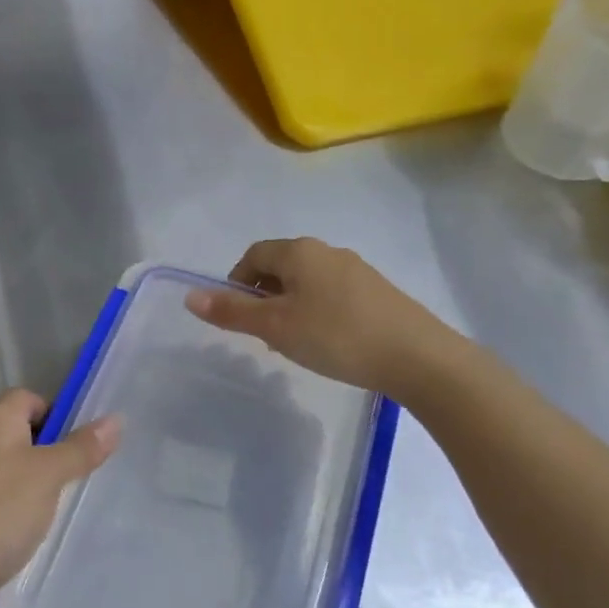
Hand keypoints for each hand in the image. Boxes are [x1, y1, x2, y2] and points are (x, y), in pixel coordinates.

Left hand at [0, 389, 120, 607]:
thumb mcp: (50, 475)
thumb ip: (81, 448)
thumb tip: (115, 420)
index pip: (30, 398)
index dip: (57, 415)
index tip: (80, 445)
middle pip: (21, 431)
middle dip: (50, 451)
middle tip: (78, 476)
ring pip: (11, 465)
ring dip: (34, 481)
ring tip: (60, 506)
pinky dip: (15, 505)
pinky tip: (31, 529)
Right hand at [184, 238, 468, 401]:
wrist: (418, 357)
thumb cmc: (335, 336)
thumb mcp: (275, 327)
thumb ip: (232, 312)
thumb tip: (190, 296)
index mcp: (299, 251)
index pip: (253, 255)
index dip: (237, 282)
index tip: (237, 316)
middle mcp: (327, 251)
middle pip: (281, 266)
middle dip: (264, 296)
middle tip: (263, 334)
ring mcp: (357, 270)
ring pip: (308, 282)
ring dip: (291, 306)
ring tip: (294, 343)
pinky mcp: (378, 292)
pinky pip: (333, 294)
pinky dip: (318, 313)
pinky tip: (328, 343)